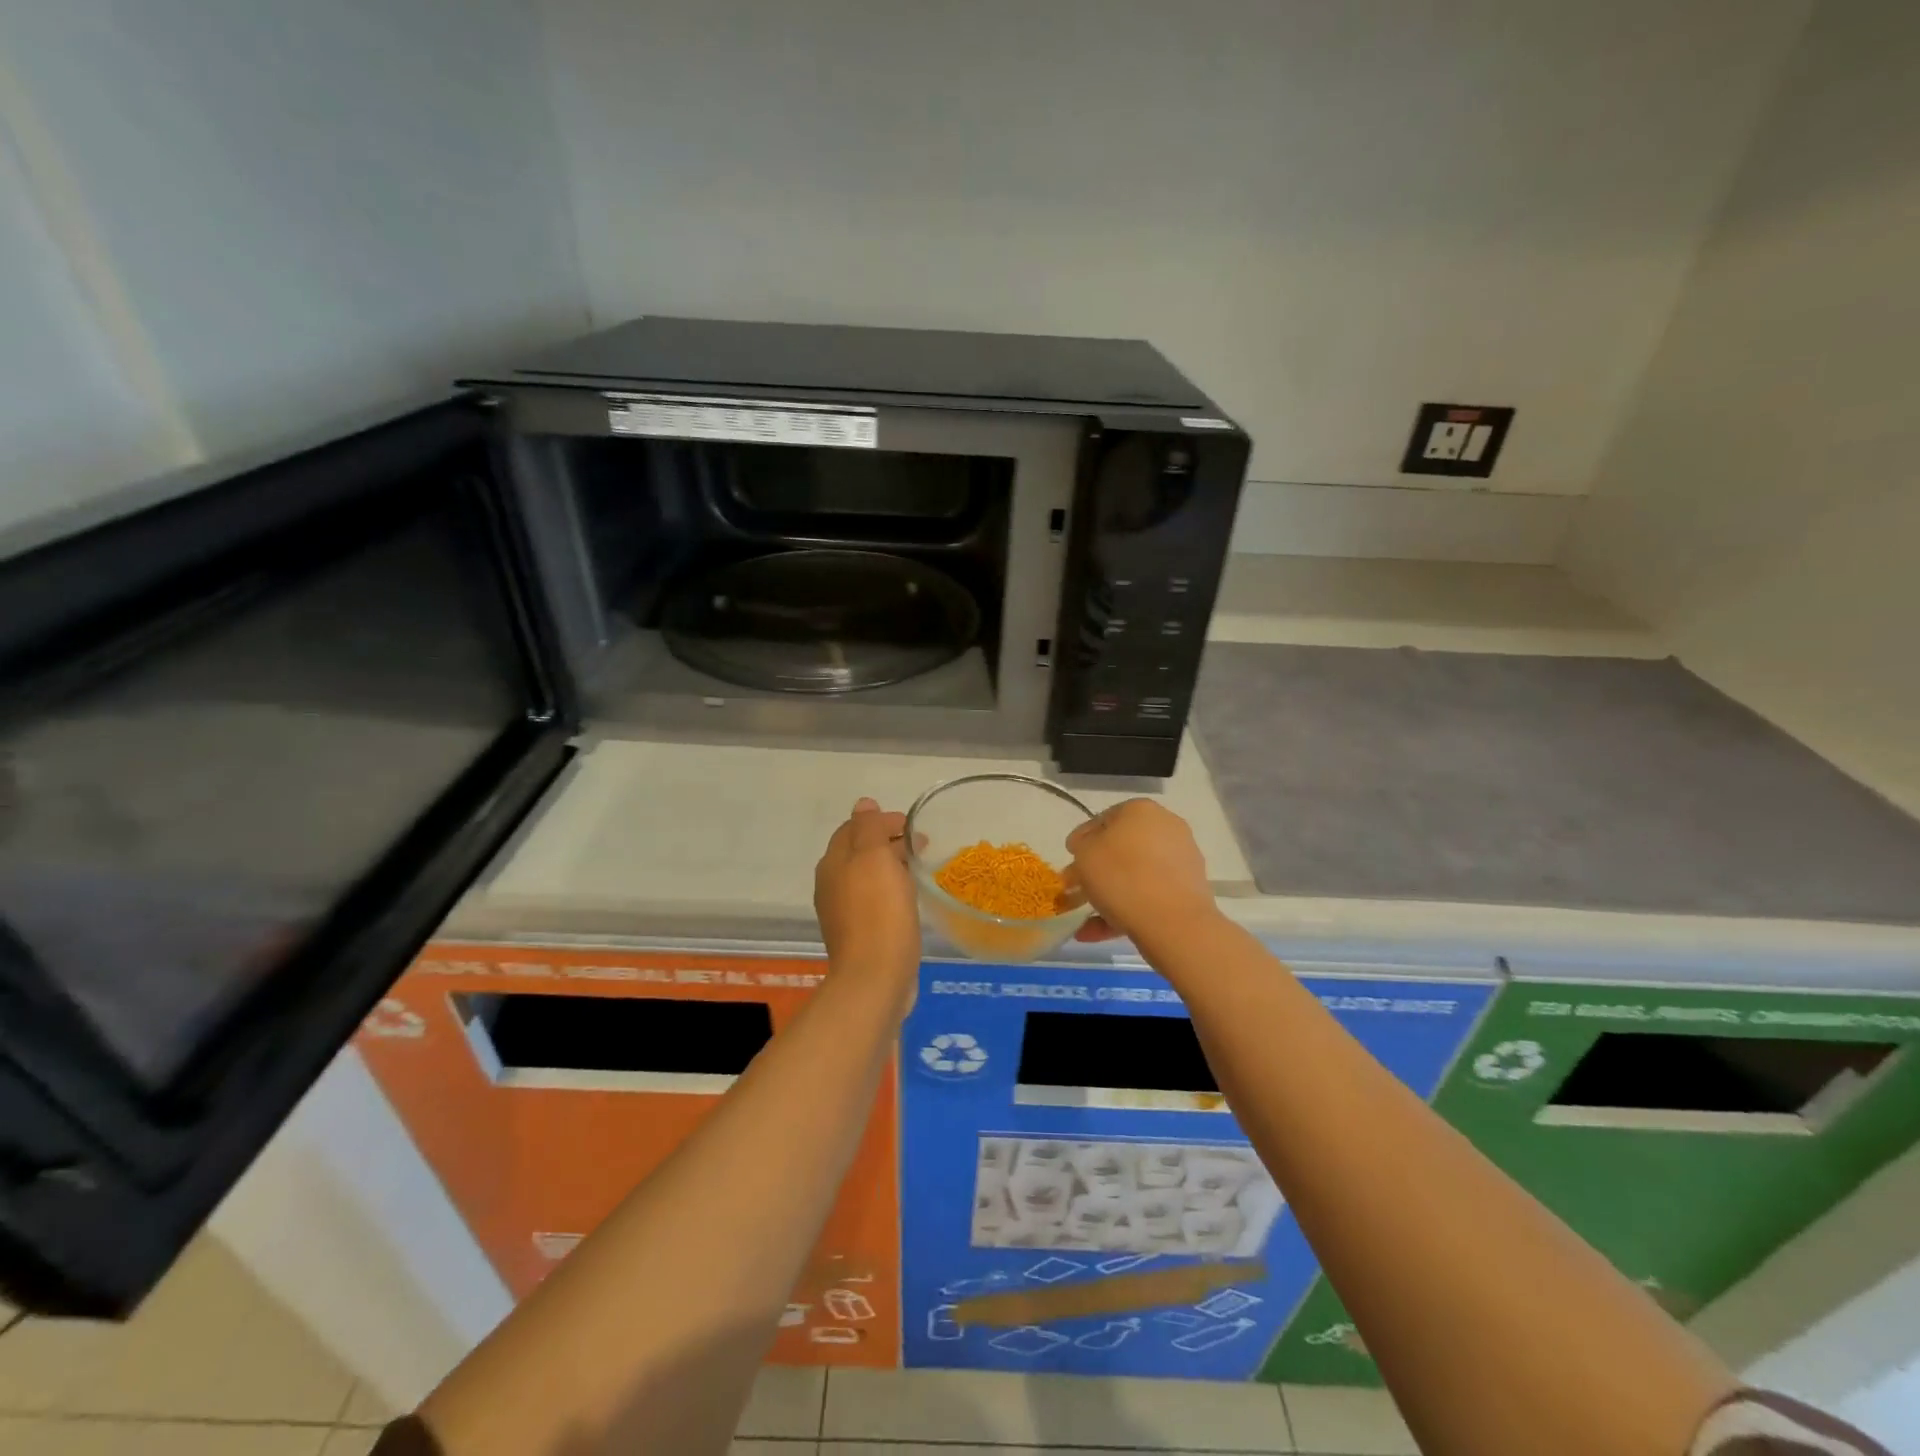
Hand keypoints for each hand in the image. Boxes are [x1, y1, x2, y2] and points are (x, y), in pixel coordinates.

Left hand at [814, 797, 920, 998]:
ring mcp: (843, 912)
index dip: (882, 821)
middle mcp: (832, 884)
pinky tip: (909, 899)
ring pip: (868, 876)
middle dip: (888, 842)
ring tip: (918, 869)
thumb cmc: (878, 912)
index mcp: (833, 862)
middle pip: (860, 851)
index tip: (913, 826)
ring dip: (891, 866)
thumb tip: (864, 804)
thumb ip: (869, 827)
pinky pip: (875, 901)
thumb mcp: (875, 858)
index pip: (854, 827)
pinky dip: (891, 890)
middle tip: (921, 845)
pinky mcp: (859, 934)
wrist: (875, 978)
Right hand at [1066, 799, 1219, 945]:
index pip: (1104, 818)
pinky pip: (1149, 896)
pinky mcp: (1188, 891)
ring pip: (1135, 875)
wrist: (1173, 922)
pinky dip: (1124, 911)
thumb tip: (1085, 845)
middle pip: (1122, 848)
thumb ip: (1081, 844)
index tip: (1070, 860)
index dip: (1083, 840)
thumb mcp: (1085, 853)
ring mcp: (1181, 860)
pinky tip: (1095, 931)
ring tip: (1083, 918)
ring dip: (1108, 894)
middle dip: (1097, 869)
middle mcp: (1166, 828)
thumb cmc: (1122, 876)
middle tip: (1076, 888)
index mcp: (1141, 810)